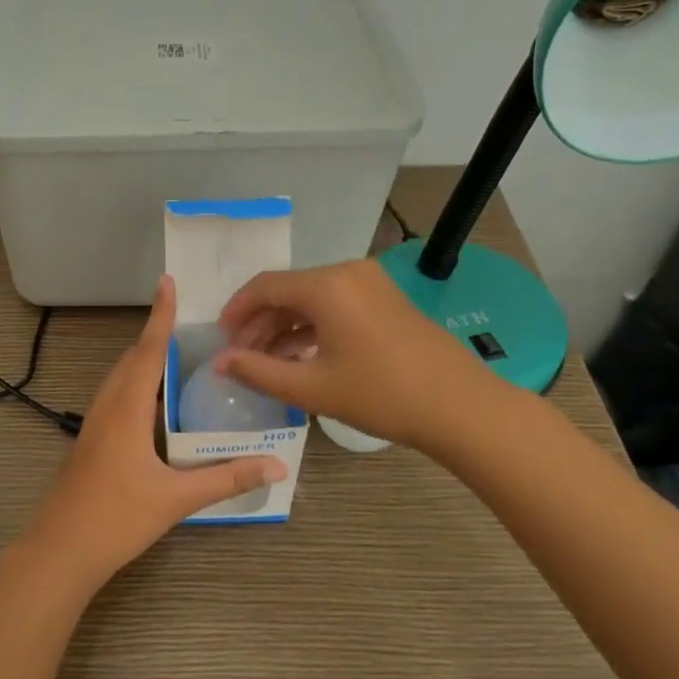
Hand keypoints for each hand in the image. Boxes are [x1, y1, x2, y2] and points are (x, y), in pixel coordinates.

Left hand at [19, 275, 286, 592]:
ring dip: (145, 362)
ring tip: (178, 358)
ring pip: (121, 379)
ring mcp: (94, 425)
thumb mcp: (177, 499)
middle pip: (132, 359)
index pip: (148, 351)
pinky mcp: (91, 443)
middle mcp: (107, 407)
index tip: (167, 281)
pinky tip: (156, 407)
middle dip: (157, 337)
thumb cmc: (116, 518)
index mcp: (126, 409)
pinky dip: (138, 387)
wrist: (59, 551)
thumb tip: (277, 465)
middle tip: (190, 324)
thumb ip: (226, 478)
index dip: (160, 316)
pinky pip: (116, 399)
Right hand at [214, 258, 490, 448]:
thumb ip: (257, 372)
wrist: (459, 406)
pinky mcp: (385, 299)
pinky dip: (311, 327)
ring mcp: (370, 284)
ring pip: (311, 299)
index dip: (236, 310)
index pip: (265, 286)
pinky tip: (298, 356)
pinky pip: (335, 305)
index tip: (219, 339)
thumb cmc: (380, 395)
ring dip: (284, 327)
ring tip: (265, 362)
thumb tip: (219, 362)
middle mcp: (347, 272)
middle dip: (259, 323)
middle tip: (239, 356)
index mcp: (326, 285)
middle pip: (288, 291)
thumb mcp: (311, 388)